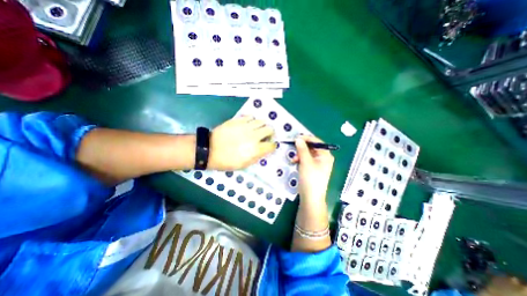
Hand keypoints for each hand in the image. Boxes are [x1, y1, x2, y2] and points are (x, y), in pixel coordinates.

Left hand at [209, 115, 276, 169]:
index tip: (270, 146)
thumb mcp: (244, 165)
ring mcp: (246, 126)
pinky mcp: (238, 120)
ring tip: (257, 129)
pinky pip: (250, 117)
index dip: (272, 146)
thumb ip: (257, 157)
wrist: (209, 150)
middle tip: (265, 135)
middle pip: (269, 129)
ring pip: (261, 121)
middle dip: (270, 133)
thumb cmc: (227, 161)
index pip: (271, 145)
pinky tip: (248, 124)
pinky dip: (252, 120)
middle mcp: (253, 136)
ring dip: (262, 126)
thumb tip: (263, 151)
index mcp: (255, 149)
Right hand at [293, 135, 331, 204]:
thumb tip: (298, 138)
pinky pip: (306, 160)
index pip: (316, 142)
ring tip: (293, 159)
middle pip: (312, 147)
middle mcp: (323, 158)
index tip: (296, 138)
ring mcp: (318, 164)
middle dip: (301, 148)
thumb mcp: (305, 162)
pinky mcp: (312, 168)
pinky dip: (300, 160)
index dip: (306, 138)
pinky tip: (295, 163)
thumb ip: (302, 149)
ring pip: (307, 153)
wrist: (311, 197)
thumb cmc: (310, 178)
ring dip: (300, 154)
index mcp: (325, 155)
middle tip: (294, 150)